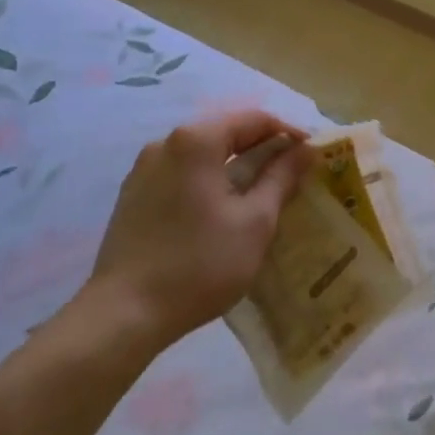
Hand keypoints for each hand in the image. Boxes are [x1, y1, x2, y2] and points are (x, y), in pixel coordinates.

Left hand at [78, 110, 315, 353]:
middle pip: (226, 133)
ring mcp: (144, 169)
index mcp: (197, 140)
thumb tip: (306, 149)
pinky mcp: (132, 196)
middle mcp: (166, 143)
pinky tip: (220, 211)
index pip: (255, 119)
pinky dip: (208, 182)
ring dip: (234, 167)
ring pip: (202, 155)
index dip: (289, 133)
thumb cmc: (199, 264)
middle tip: (292, 175)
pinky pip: (181, 175)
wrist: (123, 315)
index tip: (312, 155)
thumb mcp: (255, 222)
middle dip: (262, 150)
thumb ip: (282, 178)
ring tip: (260, 194)